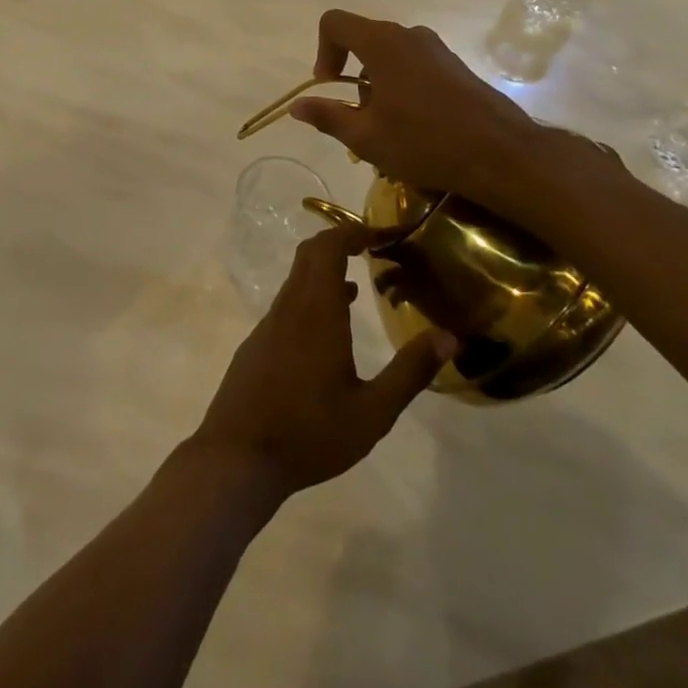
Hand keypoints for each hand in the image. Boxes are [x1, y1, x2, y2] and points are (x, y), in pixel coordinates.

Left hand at [189, 228, 455, 499]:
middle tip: (375, 249)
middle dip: (341, 241)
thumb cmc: (310, 433)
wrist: (238, 455)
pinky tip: (332, 327)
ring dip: (327, 270)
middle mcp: (289, 306)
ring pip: (297, 279)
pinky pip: (288, 302)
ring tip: (361, 283)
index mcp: (316, 311)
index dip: (355, 231)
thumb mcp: (372, 412)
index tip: (385, 234)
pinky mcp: (258, 342)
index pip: (329, 247)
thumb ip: (410, 372)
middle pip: (310, 254)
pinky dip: (312, 295)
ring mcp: (269, 323)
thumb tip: (449, 337)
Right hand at [286, 9, 606, 221]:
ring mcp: (437, 49)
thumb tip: (296, 106)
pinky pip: (415, 64)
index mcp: (381, 43)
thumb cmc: (425, 143)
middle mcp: (409, 35)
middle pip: (363, 39)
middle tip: (357, 116)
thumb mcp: (366, 137)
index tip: (329, 86)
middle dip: (350, 73)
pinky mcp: (456, 66)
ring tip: (387, 126)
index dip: (322, 50)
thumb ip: (327, 116)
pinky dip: (402, 85)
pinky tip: (415, 125)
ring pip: (390, 54)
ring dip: (376, 83)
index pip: (334, 23)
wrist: (504, 156)